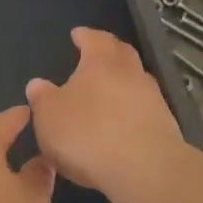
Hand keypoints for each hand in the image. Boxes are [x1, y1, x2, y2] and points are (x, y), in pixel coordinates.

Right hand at [25, 28, 185, 195]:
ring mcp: (152, 98)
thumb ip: (43, 98)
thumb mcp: (50, 116)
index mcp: (102, 62)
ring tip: (106, 91)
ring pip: (136, 81)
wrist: (145, 168)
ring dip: (122, 82)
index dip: (85, 36)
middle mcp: (131, 72)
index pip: (95, 39)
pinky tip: (121, 122)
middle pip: (122, 53)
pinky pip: (144, 108)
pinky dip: (131, 109)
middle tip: (96, 54)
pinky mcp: (165, 125)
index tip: (78, 34)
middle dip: (108, 51)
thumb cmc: (88, 133)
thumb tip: (38, 84)